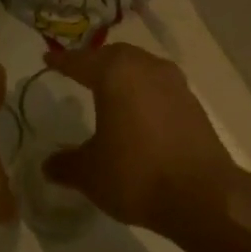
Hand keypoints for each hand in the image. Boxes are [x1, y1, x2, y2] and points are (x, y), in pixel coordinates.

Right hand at [41, 44, 240, 233]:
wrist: (202, 195)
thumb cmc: (136, 174)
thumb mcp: (90, 174)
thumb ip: (66, 164)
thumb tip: (49, 164)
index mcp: (116, 74)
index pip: (82, 61)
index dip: (63, 61)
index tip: (49, 59)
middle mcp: (147, 68)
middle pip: (116, 56)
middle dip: (96, 62)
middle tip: (80, 71)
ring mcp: (175, 84)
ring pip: (142, 67)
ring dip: (125, 74)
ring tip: (110, 90)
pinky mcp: (194, 104)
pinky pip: (160, 87)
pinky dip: (144, 92)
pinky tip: (138, 111)